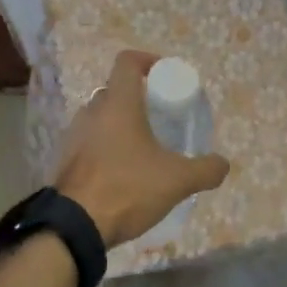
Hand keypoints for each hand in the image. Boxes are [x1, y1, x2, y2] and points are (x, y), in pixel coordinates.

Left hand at [56, 51, 229, 248]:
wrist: (73, 226)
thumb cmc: (127, 188)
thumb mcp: (177, 180)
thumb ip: (205, 169)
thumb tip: (223, 163)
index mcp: (118, 103)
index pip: (127, 61)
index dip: (147, 60)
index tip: (163, 75)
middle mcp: (92, 111)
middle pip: (115, 90)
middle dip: (137, 98)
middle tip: (158, 117)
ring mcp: (73, 135)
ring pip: (100, 117)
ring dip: (119, 125)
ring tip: (141, 148)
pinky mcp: (64, 159)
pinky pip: (88, 142)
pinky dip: (104, 147)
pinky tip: (120, 172)